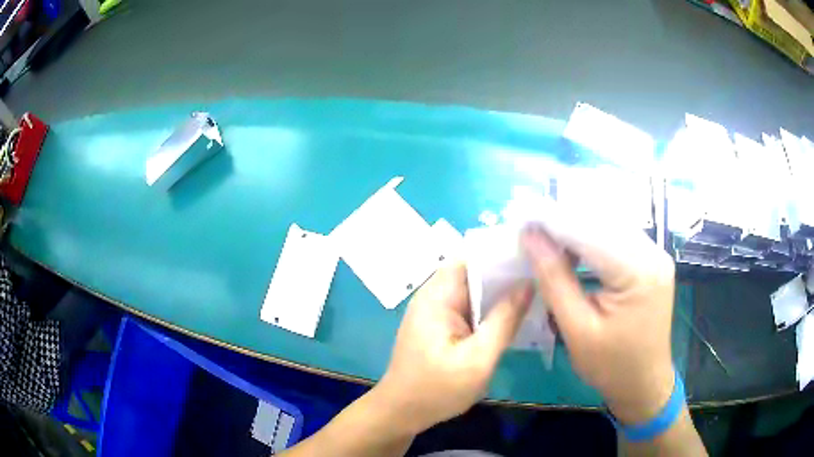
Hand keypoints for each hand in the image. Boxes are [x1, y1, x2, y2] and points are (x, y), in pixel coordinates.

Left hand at [374, 262, 532, 434]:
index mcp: (437, 296)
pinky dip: (490, 308)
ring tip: (537, 289)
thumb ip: (504, 321)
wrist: (401, 413)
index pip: (471, 256)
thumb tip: (528, 283)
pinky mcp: (440, 325)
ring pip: (474, 290)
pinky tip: (514, 313)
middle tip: (543, 273)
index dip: (502, 251)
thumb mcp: (477, 359)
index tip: (533, 253)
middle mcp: (434, 296)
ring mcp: (435, 311)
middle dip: (506, 271)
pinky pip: (469, 307)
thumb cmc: (437, 390)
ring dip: (500, 291)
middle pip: (474, 271)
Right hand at [522, 222, 675, 424]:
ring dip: (578, 227)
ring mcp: (656, 255)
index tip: (522, 216)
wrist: (644, 383)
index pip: (590, 233)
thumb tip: (531, 238)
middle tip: (530, 224)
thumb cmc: (610, 366)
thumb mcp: (577, 330)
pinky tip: (572, 246)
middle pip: (603, 223)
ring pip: (610, 226)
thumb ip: (555, 280)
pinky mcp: (652, 261)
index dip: (554, 220)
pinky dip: (593, 239)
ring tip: (545, 233)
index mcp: (638, 271)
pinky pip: (619, 239)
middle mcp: (653, 253)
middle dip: (564, 220)